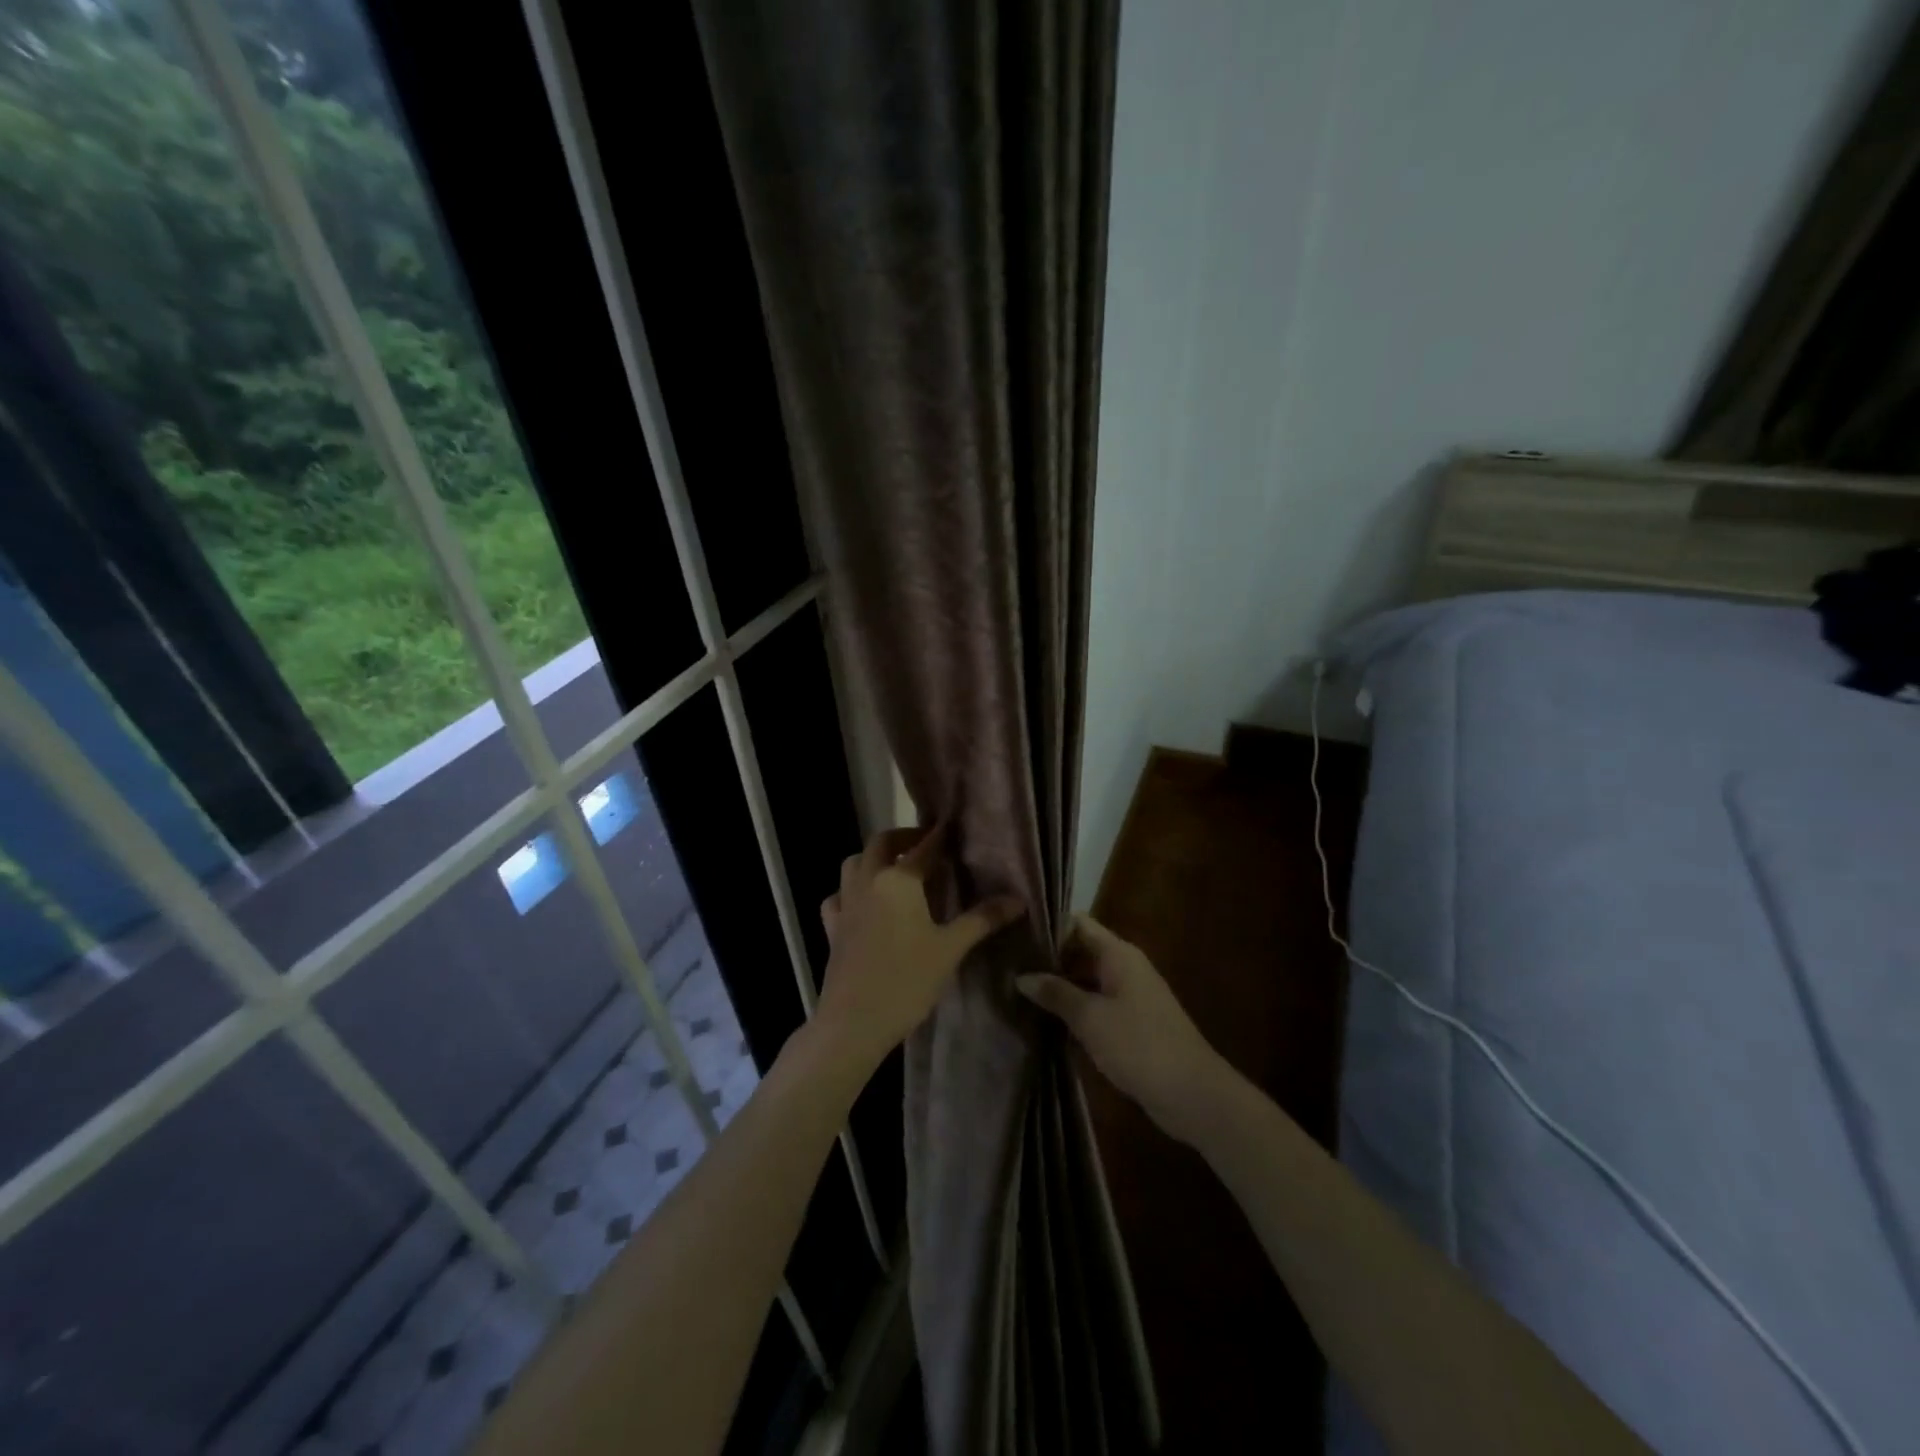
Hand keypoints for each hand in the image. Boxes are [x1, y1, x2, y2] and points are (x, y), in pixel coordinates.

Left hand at [817, 826, 1023, 1066]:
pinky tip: (863, 903)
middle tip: (925, 844)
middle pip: (881, 843)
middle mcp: (868, 881)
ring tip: (896, 868)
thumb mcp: (950, 949)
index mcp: (898, 880)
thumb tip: (1018, 900)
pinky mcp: (832, 927)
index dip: (940, 835)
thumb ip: (982, 919)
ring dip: (874, 857)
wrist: (854, 1022)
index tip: (953, 826)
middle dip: (903, 838)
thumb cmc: (907, 981)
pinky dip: (851, 890)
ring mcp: (846, 903)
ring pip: (854, 863)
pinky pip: (838, 895)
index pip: (924, 847)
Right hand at [1016, 915, 1226, 1139]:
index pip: (1078, 924)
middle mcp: (1124, 967)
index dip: (1047, 925)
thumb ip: (1056, 993)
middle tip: (1007, 966)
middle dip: (1047, 959)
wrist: (1193, 1094)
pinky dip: (1073, 1009)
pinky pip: (1095, 1005)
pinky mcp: (1131, 1024)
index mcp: (1118, 954)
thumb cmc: (1140, 1045)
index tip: (1013, 933)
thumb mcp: (1090, 1018)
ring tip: (1016, 992)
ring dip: (1058, 987)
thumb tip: (1022, 976)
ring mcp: (1129, 996)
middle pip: (1080, 951)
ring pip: (1086, 980)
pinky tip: (1044, 1021)